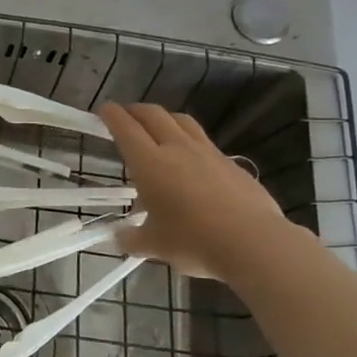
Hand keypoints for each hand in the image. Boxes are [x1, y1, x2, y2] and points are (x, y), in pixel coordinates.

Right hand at [98, 103, 300, 282]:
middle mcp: (177, 149)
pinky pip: (206, 143)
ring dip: (165, 118)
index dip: (111, 115)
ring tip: (159, 128)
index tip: (103, 110)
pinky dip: (191, 142)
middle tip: (126, 115)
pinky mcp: (232, 164)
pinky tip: (192, 161)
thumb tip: (119, 238)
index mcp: (150, 163)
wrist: (253, 242)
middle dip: (135, 110)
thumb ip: (132, 239)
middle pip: (153, 115)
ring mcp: (208, 153)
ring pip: (182, 121)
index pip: (125, 127)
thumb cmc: (193, 240)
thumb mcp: (154, 245)